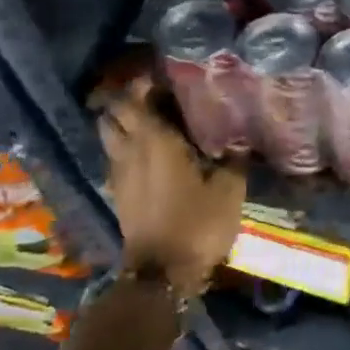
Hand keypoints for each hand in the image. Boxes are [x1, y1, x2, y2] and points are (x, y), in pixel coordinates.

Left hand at [100, 77, 245, 295]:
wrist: (162, 273)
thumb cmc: (197, 224)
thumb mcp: (229, 190)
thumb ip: (234, 159)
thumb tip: (240, 139)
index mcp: (154, 140)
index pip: (135, 97)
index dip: (145, 83)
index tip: (166, 77)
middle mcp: (129, 150)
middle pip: (113, 113)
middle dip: (128, 100)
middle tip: (157, 98)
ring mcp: (119, 173)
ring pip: (109, 136)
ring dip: (123, 124)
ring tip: (151, 124)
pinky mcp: (118, 194)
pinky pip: (115, 158)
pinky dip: (126, 149)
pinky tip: (150, 156)